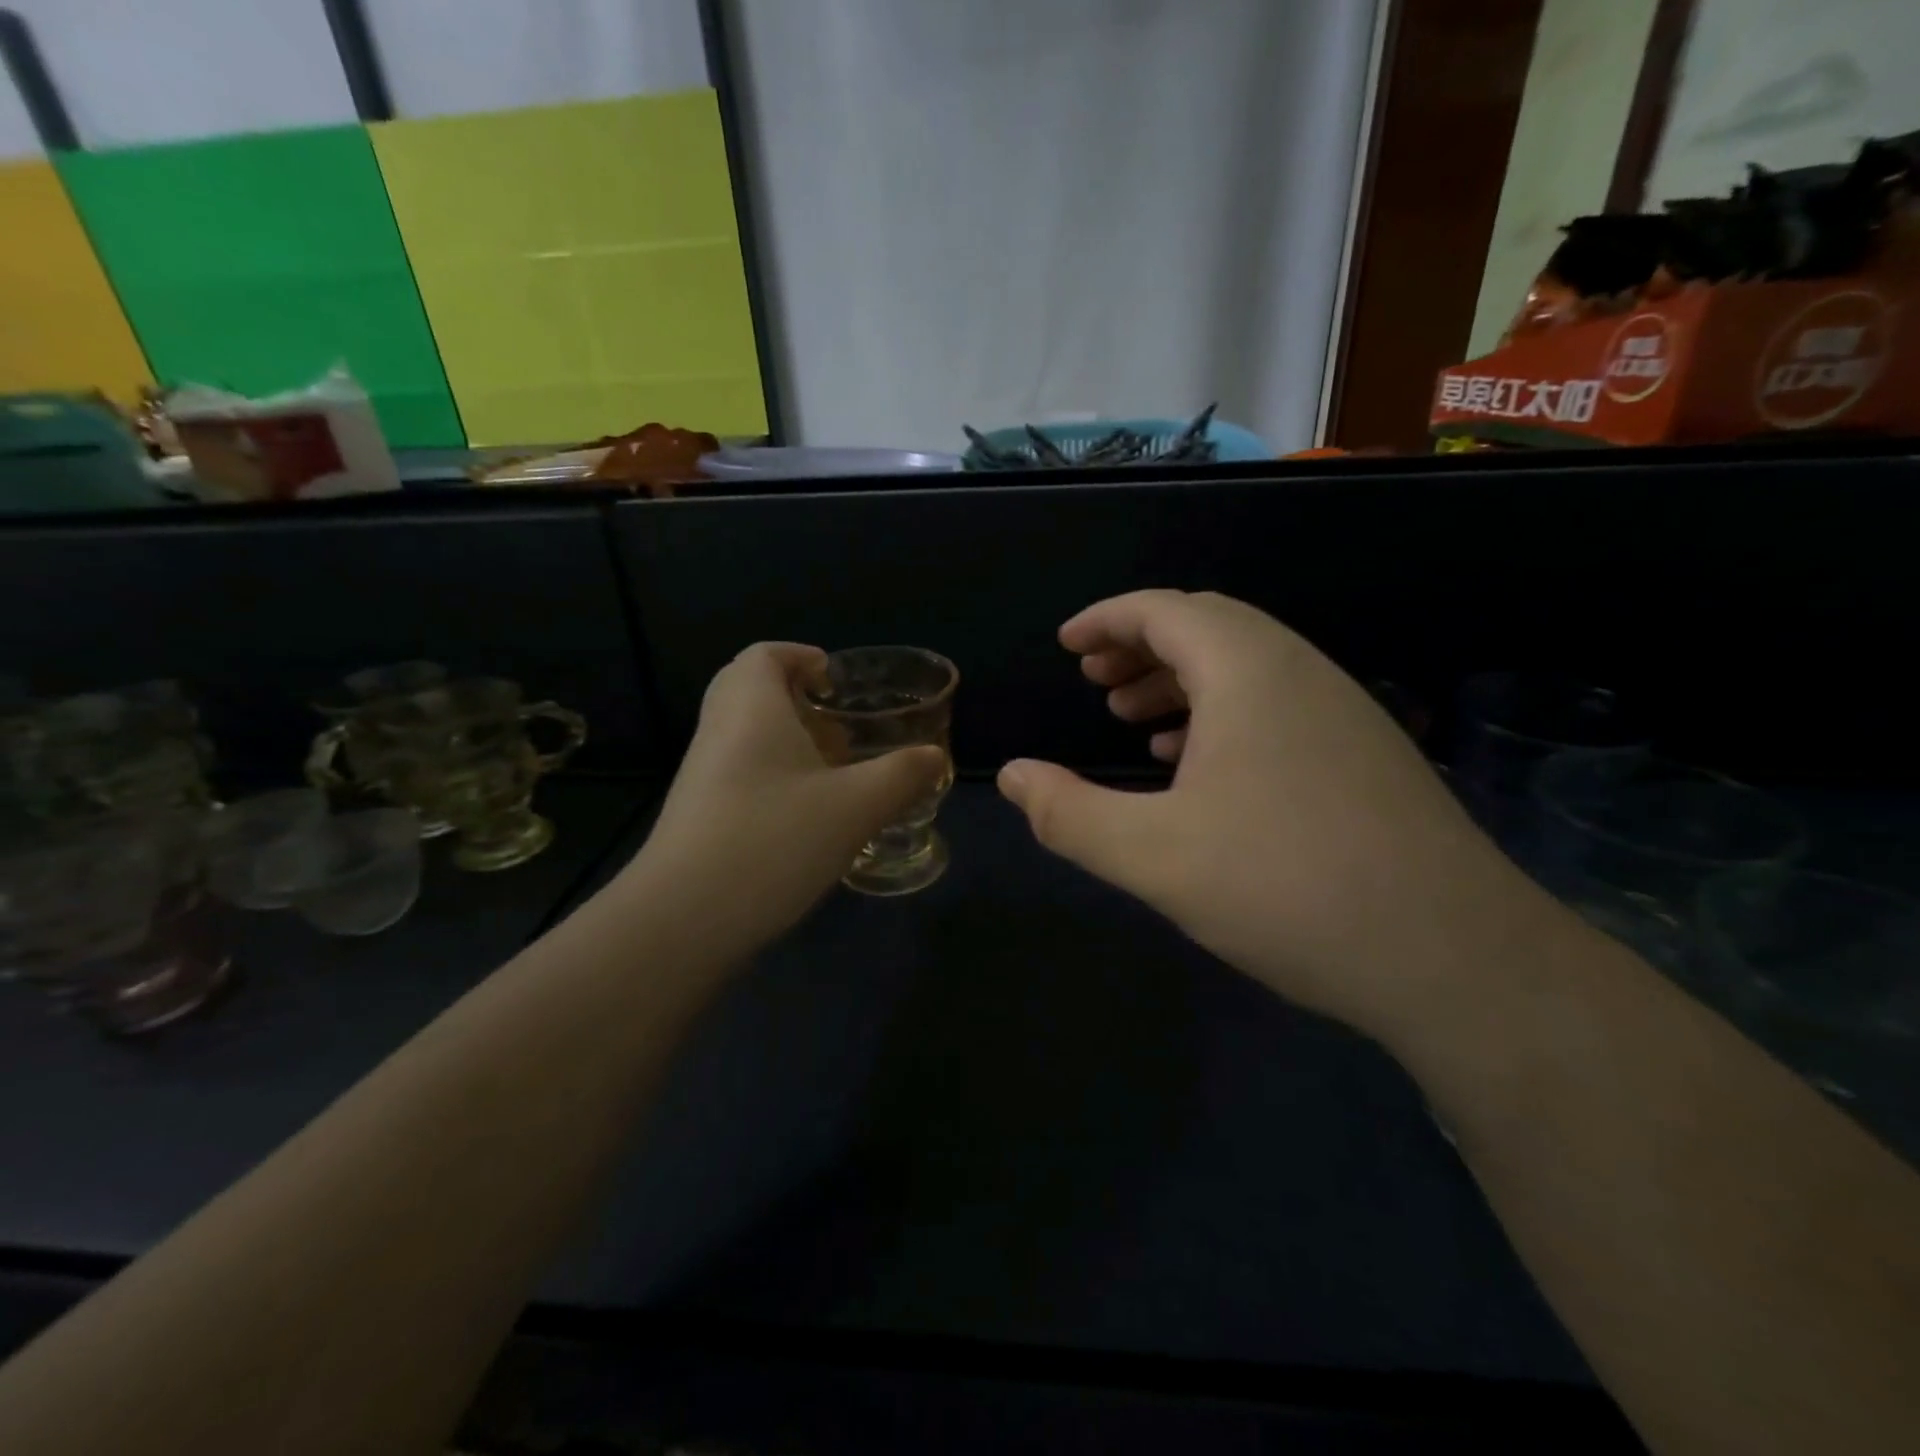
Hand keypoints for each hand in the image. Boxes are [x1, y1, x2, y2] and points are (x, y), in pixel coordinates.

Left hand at [628, 643, 944, 957]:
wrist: (683, 920)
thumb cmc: (773, 840)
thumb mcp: (855, 806)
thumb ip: (902, 775)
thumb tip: (935, 757)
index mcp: (751, 708)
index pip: (764, 655)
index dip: (801, 657)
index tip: (835, 684)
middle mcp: (719, 731)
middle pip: (750, 691)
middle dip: (798, 703)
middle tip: (837, 731)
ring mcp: (702, 776)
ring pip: (746, 737)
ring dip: (789, 745)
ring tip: (834, 778)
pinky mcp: (698, 816)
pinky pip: (739, 775)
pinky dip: (775, 780)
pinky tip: (808, 821)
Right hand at [996, 590, 1538, 1035]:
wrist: (1454, 957)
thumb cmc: (1285, 888)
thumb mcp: (1152, 855)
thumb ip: (1067, 813)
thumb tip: (1010, 776)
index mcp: (1247, 671)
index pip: (1164, 610)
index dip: (1107, 619)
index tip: (1066, 645)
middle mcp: (1300, 671)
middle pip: (1207, 627)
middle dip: (1141, 647)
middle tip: (1095, 682)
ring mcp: (1342, 710)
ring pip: (1245, 667)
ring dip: (1182, 681)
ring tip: (1133, 723)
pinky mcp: (1364, 754)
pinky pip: (1278, 705)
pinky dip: (1223, 715)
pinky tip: (1199, 769)